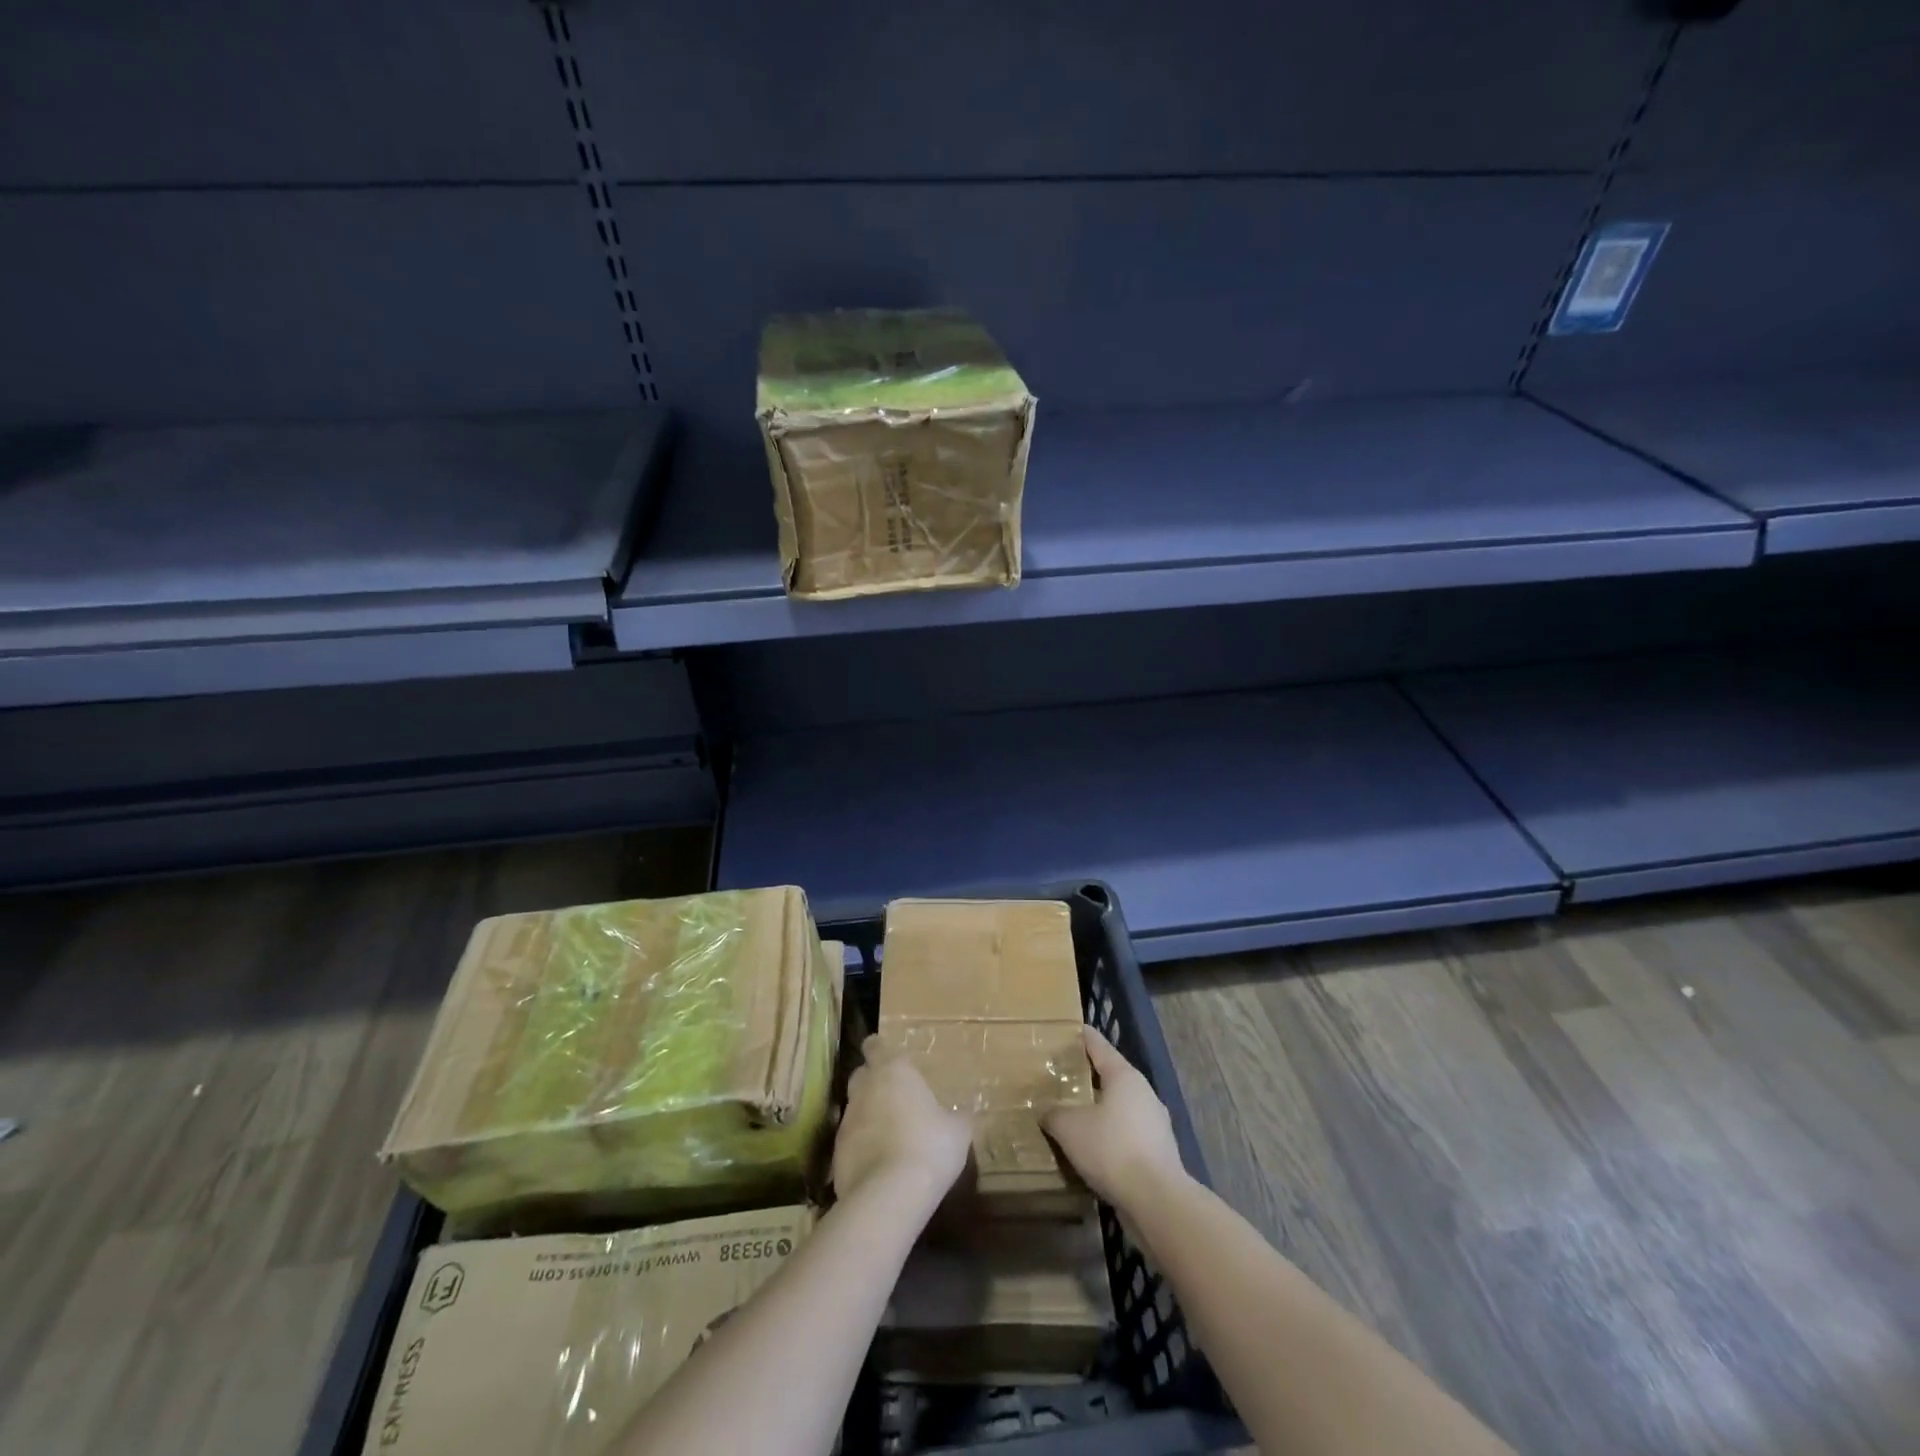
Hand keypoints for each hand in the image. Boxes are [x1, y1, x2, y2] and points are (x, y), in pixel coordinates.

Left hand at [831, 1035, 972, 1207]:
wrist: (888, 1195)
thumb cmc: (929, 1147)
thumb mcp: (958, 1131)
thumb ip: (957, 1117)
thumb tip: (963, 1114)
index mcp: (894, 1071)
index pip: (876, 1045)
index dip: (879, 1049)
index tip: (888, 1057)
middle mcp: (865, 1088)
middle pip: (861, 1073)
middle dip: (873, 1080)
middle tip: (894, 1095)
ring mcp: (847, 1120)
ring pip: (855, 1108)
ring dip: (868, 1115)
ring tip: (889, 1133)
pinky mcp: (836, 1152)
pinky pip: (850, 1141)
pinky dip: (861, 1146)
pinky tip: (878, 1163)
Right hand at [1042, 1027, 1185, 1209]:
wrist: (1157, 1201)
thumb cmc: (1112, 1149)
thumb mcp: (1070, 1128)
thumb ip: (1054, 1114)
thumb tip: (1046, 1112)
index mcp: (1124, 1076)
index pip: (1098, 1045)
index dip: (1081, 1036)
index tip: (1068, 1029)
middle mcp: (1143, 1093)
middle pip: (1110, 1076)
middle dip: (1087, 1076)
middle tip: (1061, 1076)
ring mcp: (1155, 1123)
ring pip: (1119, 1107)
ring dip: (1098, 1109)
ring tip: (1073, 1114)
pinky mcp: (1158, 1152)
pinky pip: (1126, 1134)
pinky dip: (1109, 1136)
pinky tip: (1091, 1149)